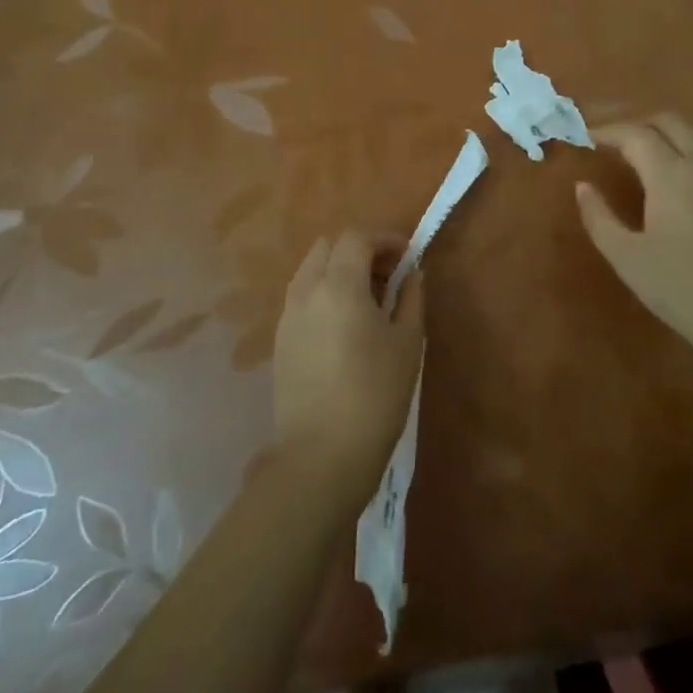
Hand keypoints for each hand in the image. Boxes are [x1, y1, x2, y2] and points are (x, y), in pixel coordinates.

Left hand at [273, 230, 424, 493]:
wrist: (321, 455)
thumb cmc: (375, 395)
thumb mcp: (407, 343)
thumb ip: (410, 298)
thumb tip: (412, 274)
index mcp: (339, 285)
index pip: (356, 237)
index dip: (384, 239)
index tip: (408, 255)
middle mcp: (306, 291)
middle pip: (328, 246)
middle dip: (359, 249)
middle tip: (388, 274)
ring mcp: (288, 316)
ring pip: (311, 270)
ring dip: (339, 269)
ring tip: (367, 299)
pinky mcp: (280, 341)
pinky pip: (302, 297)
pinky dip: (324, 292)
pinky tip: (344, 324)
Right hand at [576, 113, 692, 364]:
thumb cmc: (680, 288)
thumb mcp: (626, 257)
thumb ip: (599, 217)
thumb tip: (583, 187)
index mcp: (671, 174)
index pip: (636, 134)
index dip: (608, 131)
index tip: (586, 136)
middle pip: (671, 122)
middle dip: (638, 122)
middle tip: (612, 137)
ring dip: (666, 133)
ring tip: (642, 151)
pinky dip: (687, 151)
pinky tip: (676, 179)